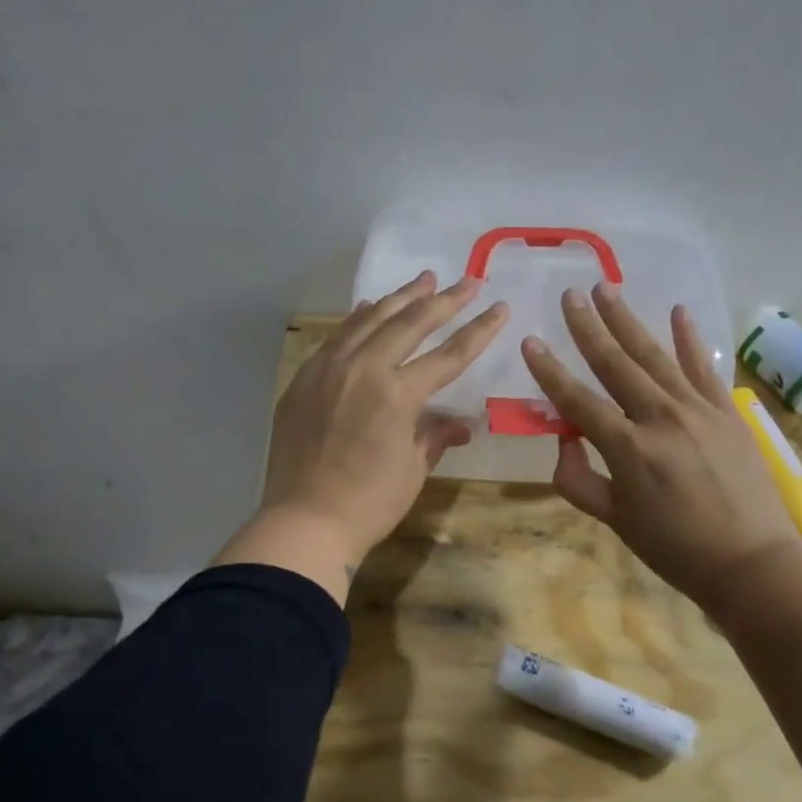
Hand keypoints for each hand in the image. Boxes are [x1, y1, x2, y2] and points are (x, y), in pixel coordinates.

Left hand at [215, 271, 507, 598]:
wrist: (304, 522)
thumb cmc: (368, 504)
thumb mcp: (412, 470)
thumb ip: (435, 436)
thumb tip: (460, 425)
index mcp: (397, 394)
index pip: (448, 354)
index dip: (478, 330)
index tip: (498, 306)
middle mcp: (363, 369)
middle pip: (409, 323)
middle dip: (442, 300)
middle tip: (465, 281)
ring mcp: (328, 370)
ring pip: (368, 320)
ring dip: (399, 298)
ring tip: (422, 280)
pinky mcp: (304, 379)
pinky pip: (336, 338)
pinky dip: (357, 320)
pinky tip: (368, 309)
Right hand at [520, 282, 797, 604]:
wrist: (751, 561)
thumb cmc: (674, 548)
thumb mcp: (614, 520)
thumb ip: (578, 480)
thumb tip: (564, 441)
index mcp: (628, 449)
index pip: (578, 401)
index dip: (550, 372)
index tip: (530, 341)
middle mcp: (661, 418)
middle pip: (616, 364)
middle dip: (589, 327)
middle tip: (570, 293)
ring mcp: (699, 410)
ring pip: (655, 356)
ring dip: (628, 320)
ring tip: (607, 288)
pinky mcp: (727, 411)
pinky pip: (704, 367)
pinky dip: (690, 339)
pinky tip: (677, 311)